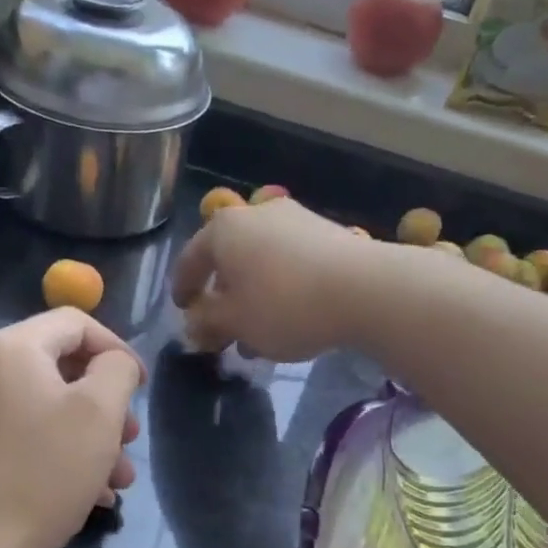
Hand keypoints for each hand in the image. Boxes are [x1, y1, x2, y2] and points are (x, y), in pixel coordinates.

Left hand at [0, 309, 144, 547]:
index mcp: (11, 348)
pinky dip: (62, 453)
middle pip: (62, 367)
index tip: (142, 388)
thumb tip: (113, 363)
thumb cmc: (43, 472)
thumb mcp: (99, 412)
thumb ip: (117, 369)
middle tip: (131, 439)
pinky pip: (27, 434)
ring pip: (49, 407)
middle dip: (106, 404)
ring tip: (118, 478)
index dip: (118, 349)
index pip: (76, 323)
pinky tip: (91, 494)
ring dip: (91, 436)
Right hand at [171, 199, 373, 361]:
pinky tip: (289, 317)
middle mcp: (256, 214)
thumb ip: (207, 322)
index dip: (182, 289)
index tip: (183, 311)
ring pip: (261, 262)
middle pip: (228, 258)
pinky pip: (290, 262)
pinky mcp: (327, 233)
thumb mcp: (236, 322)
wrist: (364, 289)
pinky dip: (280, 287)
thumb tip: (193, 323)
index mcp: (223, 230)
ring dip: (253, 295)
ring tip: (257, 333)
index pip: (190, 259)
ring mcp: (295, 220)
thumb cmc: (284, 305)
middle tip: (221, 327)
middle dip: (222, 296)